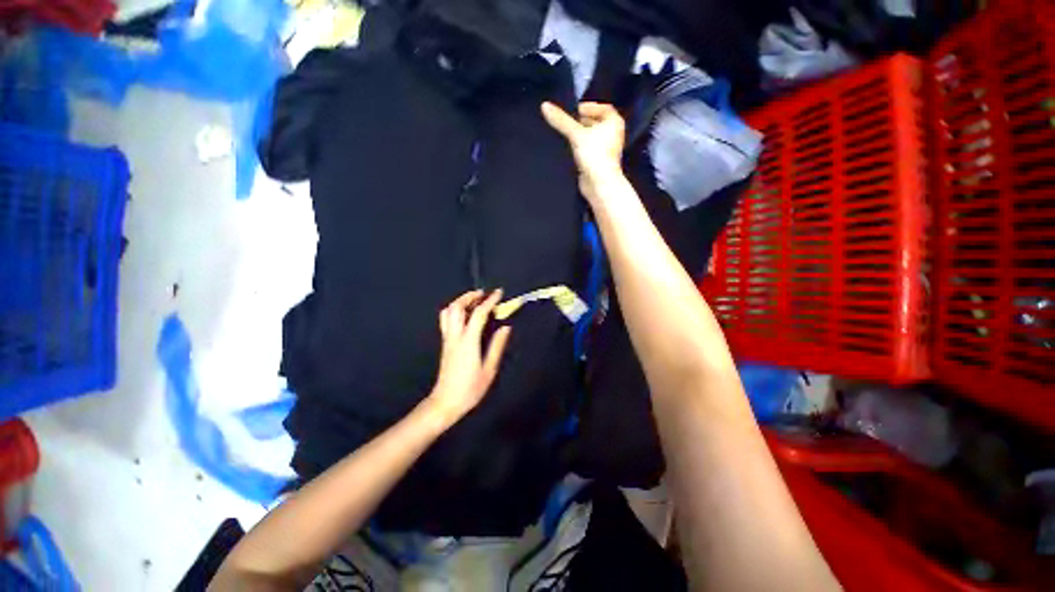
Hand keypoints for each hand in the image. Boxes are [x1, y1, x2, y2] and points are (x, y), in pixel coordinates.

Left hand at [424, 290, 512, 427]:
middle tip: (483, 293)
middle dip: (469, 296)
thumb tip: (506, 327)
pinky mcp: (444, 344)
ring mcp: (447, 339)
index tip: (499, 293)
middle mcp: (455, 336)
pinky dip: (455, 311)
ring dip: (460, 302)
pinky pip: (446, 320)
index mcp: (468, 341)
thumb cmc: (470, 388)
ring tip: (473, 300)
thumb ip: (497, 346)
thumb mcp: (489, 369)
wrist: (445, 402)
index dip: (489, 301)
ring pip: (448, 312)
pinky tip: (465, 315)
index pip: (479, 314)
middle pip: (456, 308)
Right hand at [541, 101, 625, 202]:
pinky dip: (580, 149)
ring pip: (591, 138)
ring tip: (566, 136)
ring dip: (579, 137)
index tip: (575, 110)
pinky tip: (569, 151)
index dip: (589, 108)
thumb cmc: (595, 155)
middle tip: (567, 122)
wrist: (600, 184)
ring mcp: (606, 150)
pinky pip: (588, 151)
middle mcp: (612, 135)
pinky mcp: (598, 162)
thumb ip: (561, 120)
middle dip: (581, 123)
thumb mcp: (576, 134)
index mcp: (614, 122)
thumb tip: (545, 106)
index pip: (603, 108)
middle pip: (596, 123)